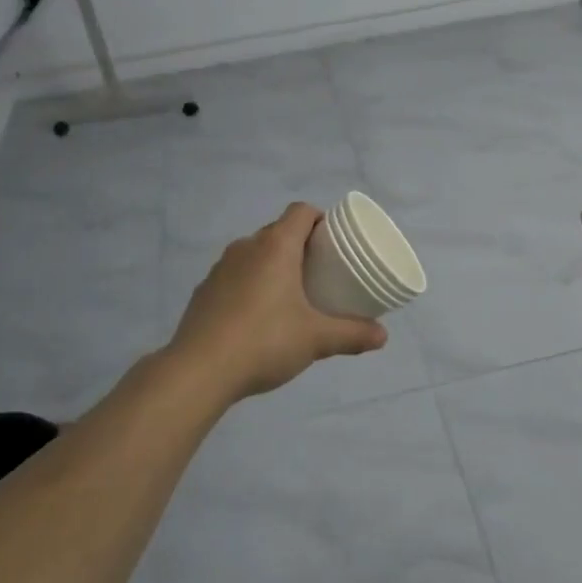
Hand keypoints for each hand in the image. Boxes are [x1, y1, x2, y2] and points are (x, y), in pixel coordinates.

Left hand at [166, 203, 387, 401]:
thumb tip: (383, 336)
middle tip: (319, 273)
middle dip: (300, 246)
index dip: (320, 220)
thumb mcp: (316, 340)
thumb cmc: (265, 341)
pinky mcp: (203, 291)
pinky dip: (249, 286)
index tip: (334, 243)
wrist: (199, 370)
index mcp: (276, 246)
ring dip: (272, 266)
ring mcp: (220, 268)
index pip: (301, 212)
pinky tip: (256, 318)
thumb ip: (352, 334)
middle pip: (278, 231)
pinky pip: (234, 276)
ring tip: (289, 296)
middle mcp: (246, 247)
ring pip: (254, 254)